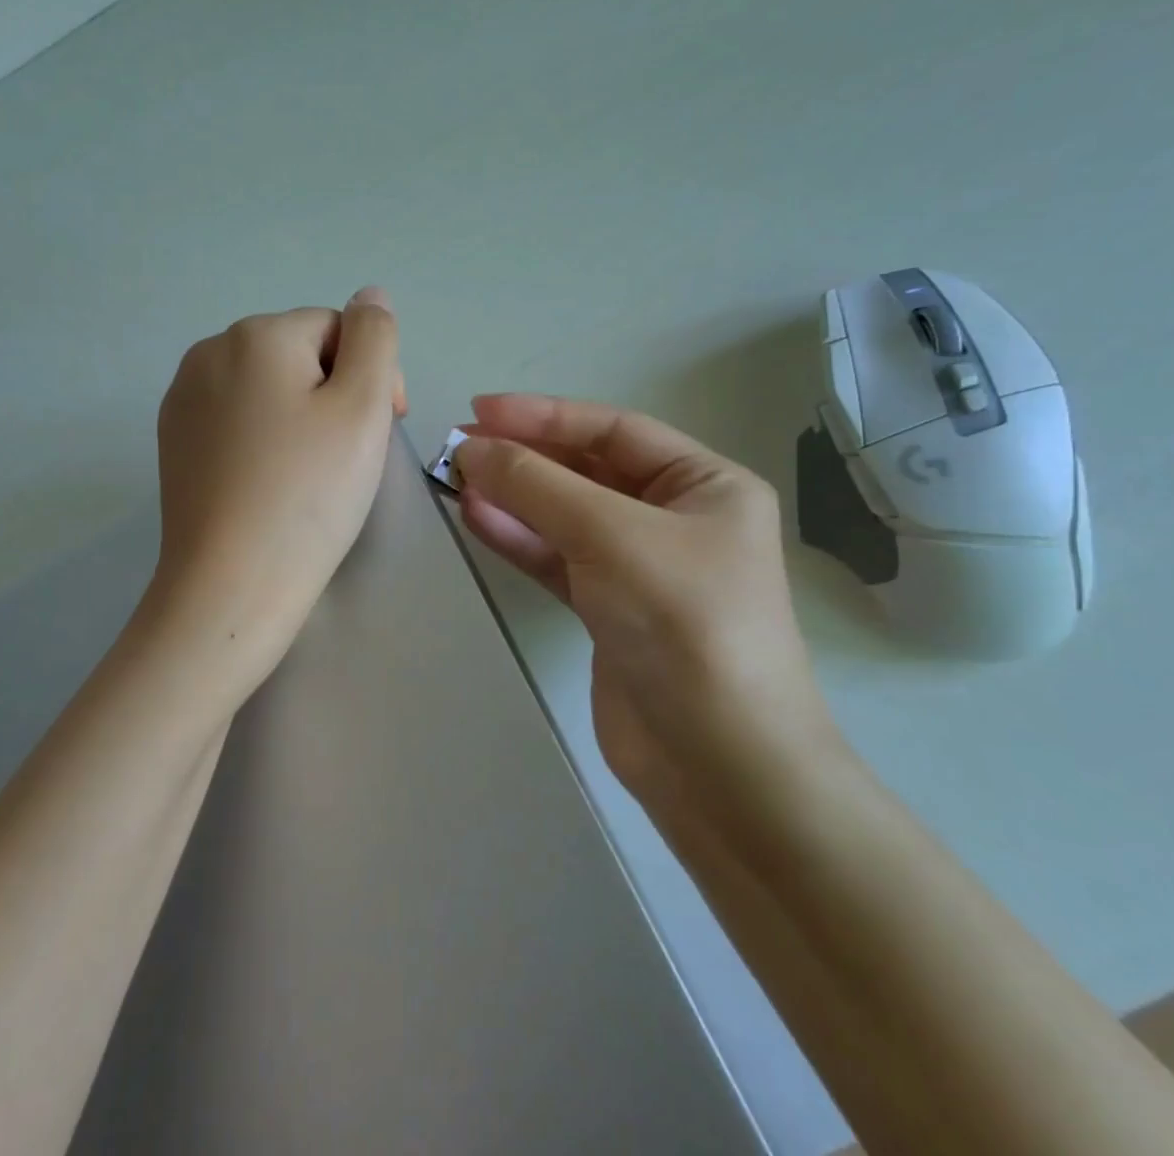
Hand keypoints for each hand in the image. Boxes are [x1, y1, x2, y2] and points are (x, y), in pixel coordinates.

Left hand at [146, 289, 405, 697]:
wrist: (231, 584)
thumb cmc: (309, 494)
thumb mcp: (363, 407)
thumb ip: (375, 338)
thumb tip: (370, 295)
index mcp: (256, 335)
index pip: (337, 329)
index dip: (372, 375)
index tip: (385, 429)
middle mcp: (209, 351)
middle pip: (299, 354)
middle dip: (334, 392)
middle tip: (348, 457)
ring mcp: (183, 397)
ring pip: (267, 386)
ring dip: (300, 413)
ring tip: (310, 472)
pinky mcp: (174, 439)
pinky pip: (236, 417)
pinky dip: (263, 437)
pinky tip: (270, 481)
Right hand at [454, 395, 835, 806]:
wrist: (718, 763)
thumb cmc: (683, 623)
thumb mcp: (610, 535)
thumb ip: (537, 485)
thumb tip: (469, 449)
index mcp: (705, 485)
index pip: (613, 430)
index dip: (544, 415)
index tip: (479, 410)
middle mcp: (676, 519)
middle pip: (586, 471)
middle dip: (524, 458)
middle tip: (458, 447)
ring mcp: (641, 567)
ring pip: (565, 516)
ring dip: (513, 497)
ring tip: (455, 480)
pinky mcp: (610, 610)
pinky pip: (557, 558)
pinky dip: (518, 537)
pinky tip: (475, 517)